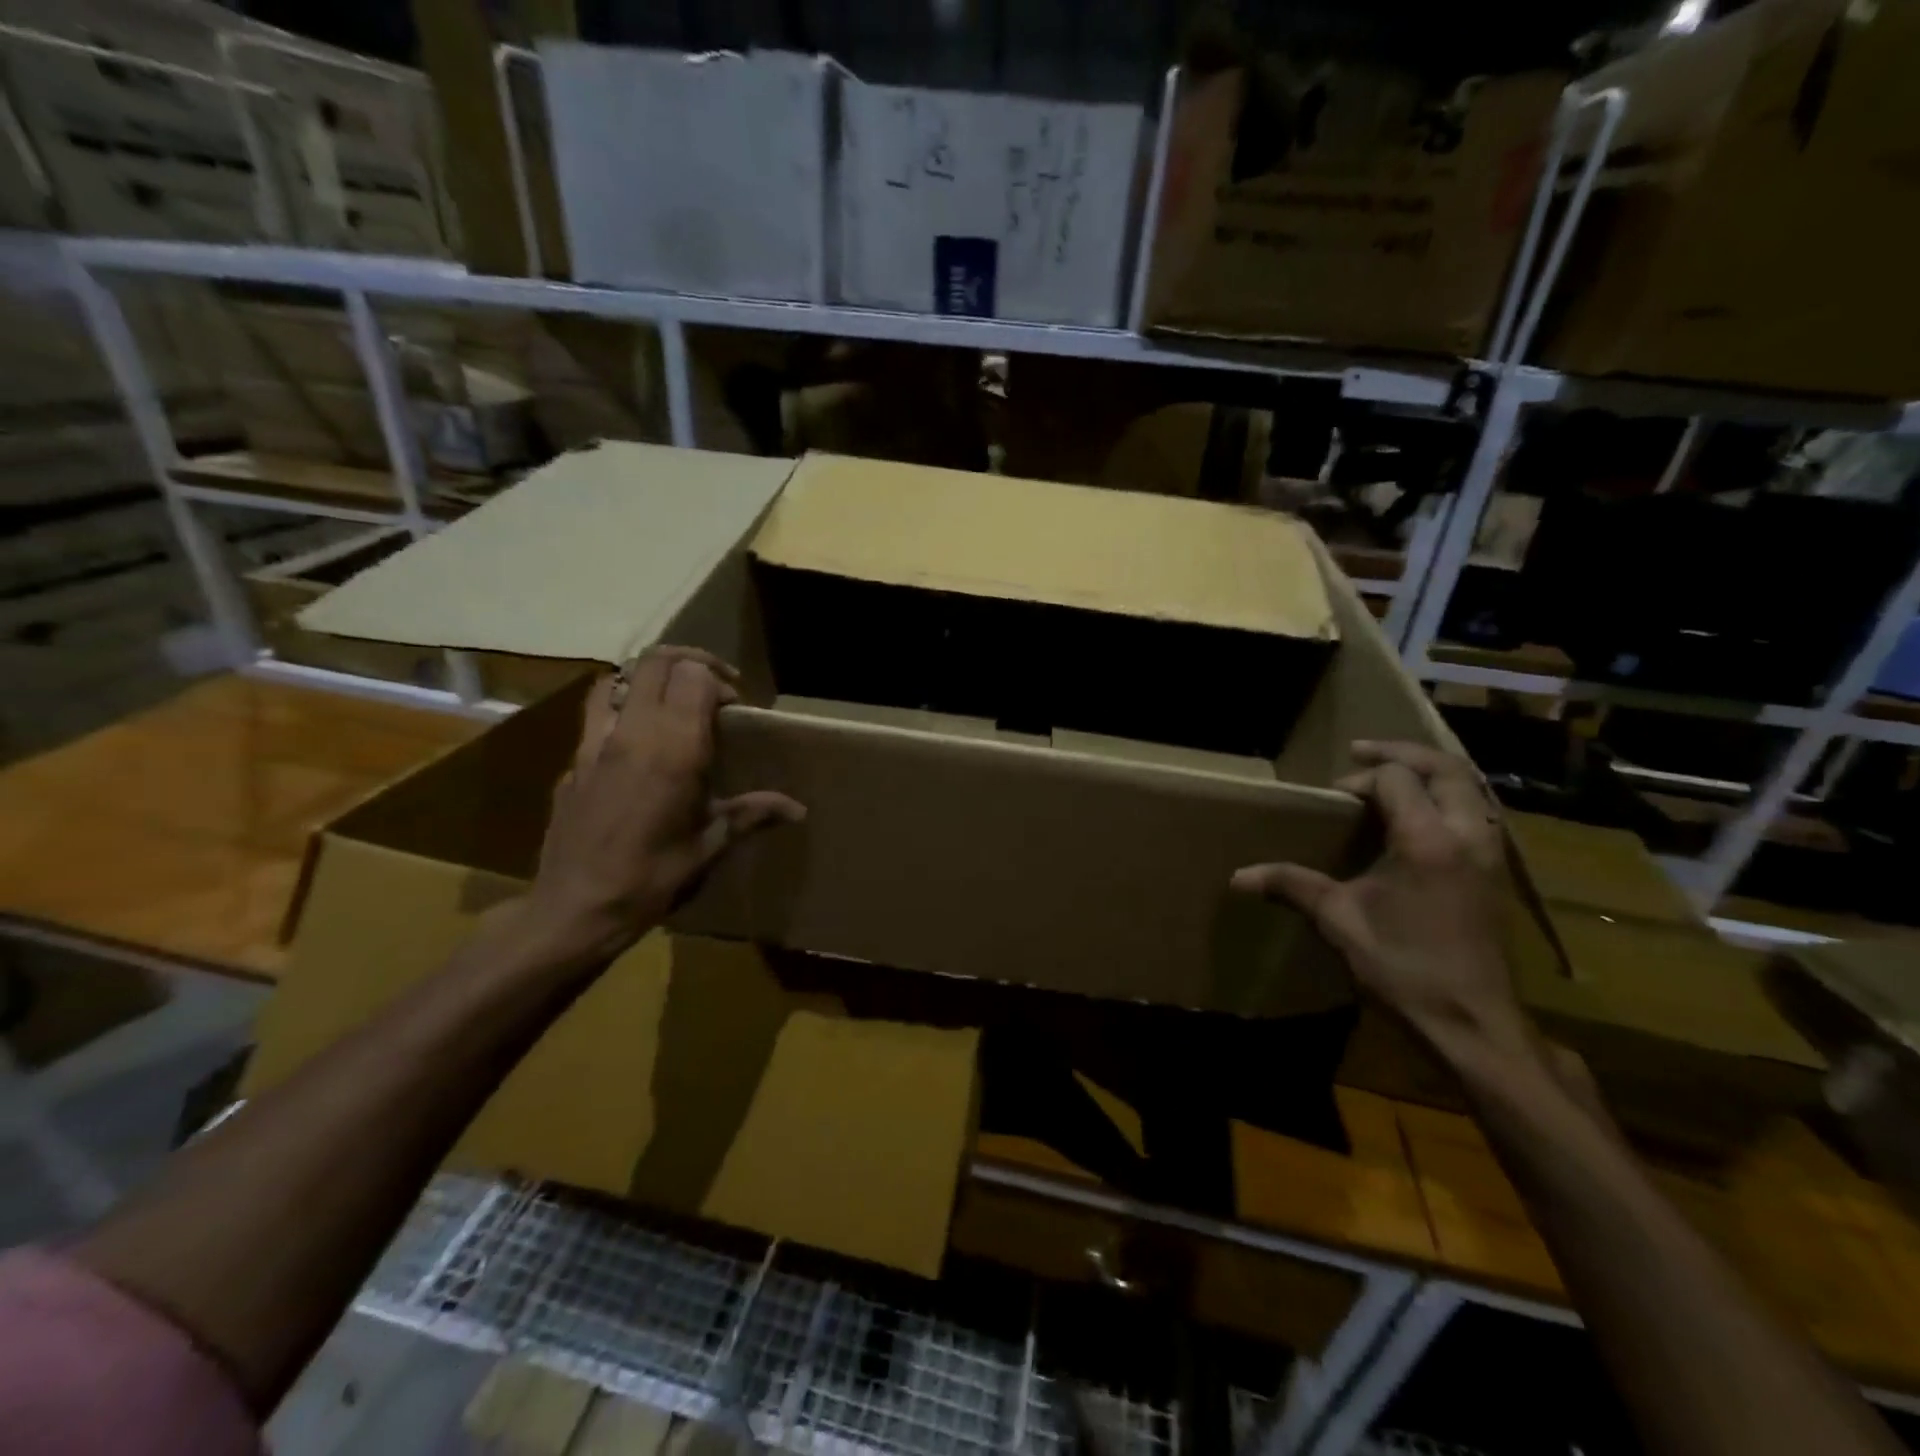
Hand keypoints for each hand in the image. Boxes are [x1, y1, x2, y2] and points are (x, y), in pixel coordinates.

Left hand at [523, 647, 804, 964]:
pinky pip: (596, 712)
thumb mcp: (711, 845)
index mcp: (674, 749)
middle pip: (656, 661)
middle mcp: (633, 732)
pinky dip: (621, 707)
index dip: (720, 680)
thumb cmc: (653, 877)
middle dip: (689, 662)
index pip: (694, 676)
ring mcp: (595, 742)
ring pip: (618, 677)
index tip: (736, 707)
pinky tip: (636, 742)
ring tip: (670, 701)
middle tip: (712, 685)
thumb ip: (752, 814)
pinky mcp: (573, 760)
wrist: (575, 908)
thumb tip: (799, 810)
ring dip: (648, 677)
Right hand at [1232, 740, 1529, 1058]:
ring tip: (1394, 775)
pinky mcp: (1496, 874)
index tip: (1333, 801)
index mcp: (1428, 840)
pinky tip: (1421, 816)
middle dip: (1402, 753)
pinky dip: (1449, 797)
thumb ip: (1292, 886)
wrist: (1472, 1023)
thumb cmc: (1404, 968)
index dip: (1360, 781)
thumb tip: (1238, 877)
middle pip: (1446, 768)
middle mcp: (1467, 835)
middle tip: (1362, 752)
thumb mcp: (1339, 921)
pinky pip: (1477, 812)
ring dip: (1432, 772)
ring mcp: (1490, 854)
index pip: (1396, 779)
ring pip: (1471, 788)